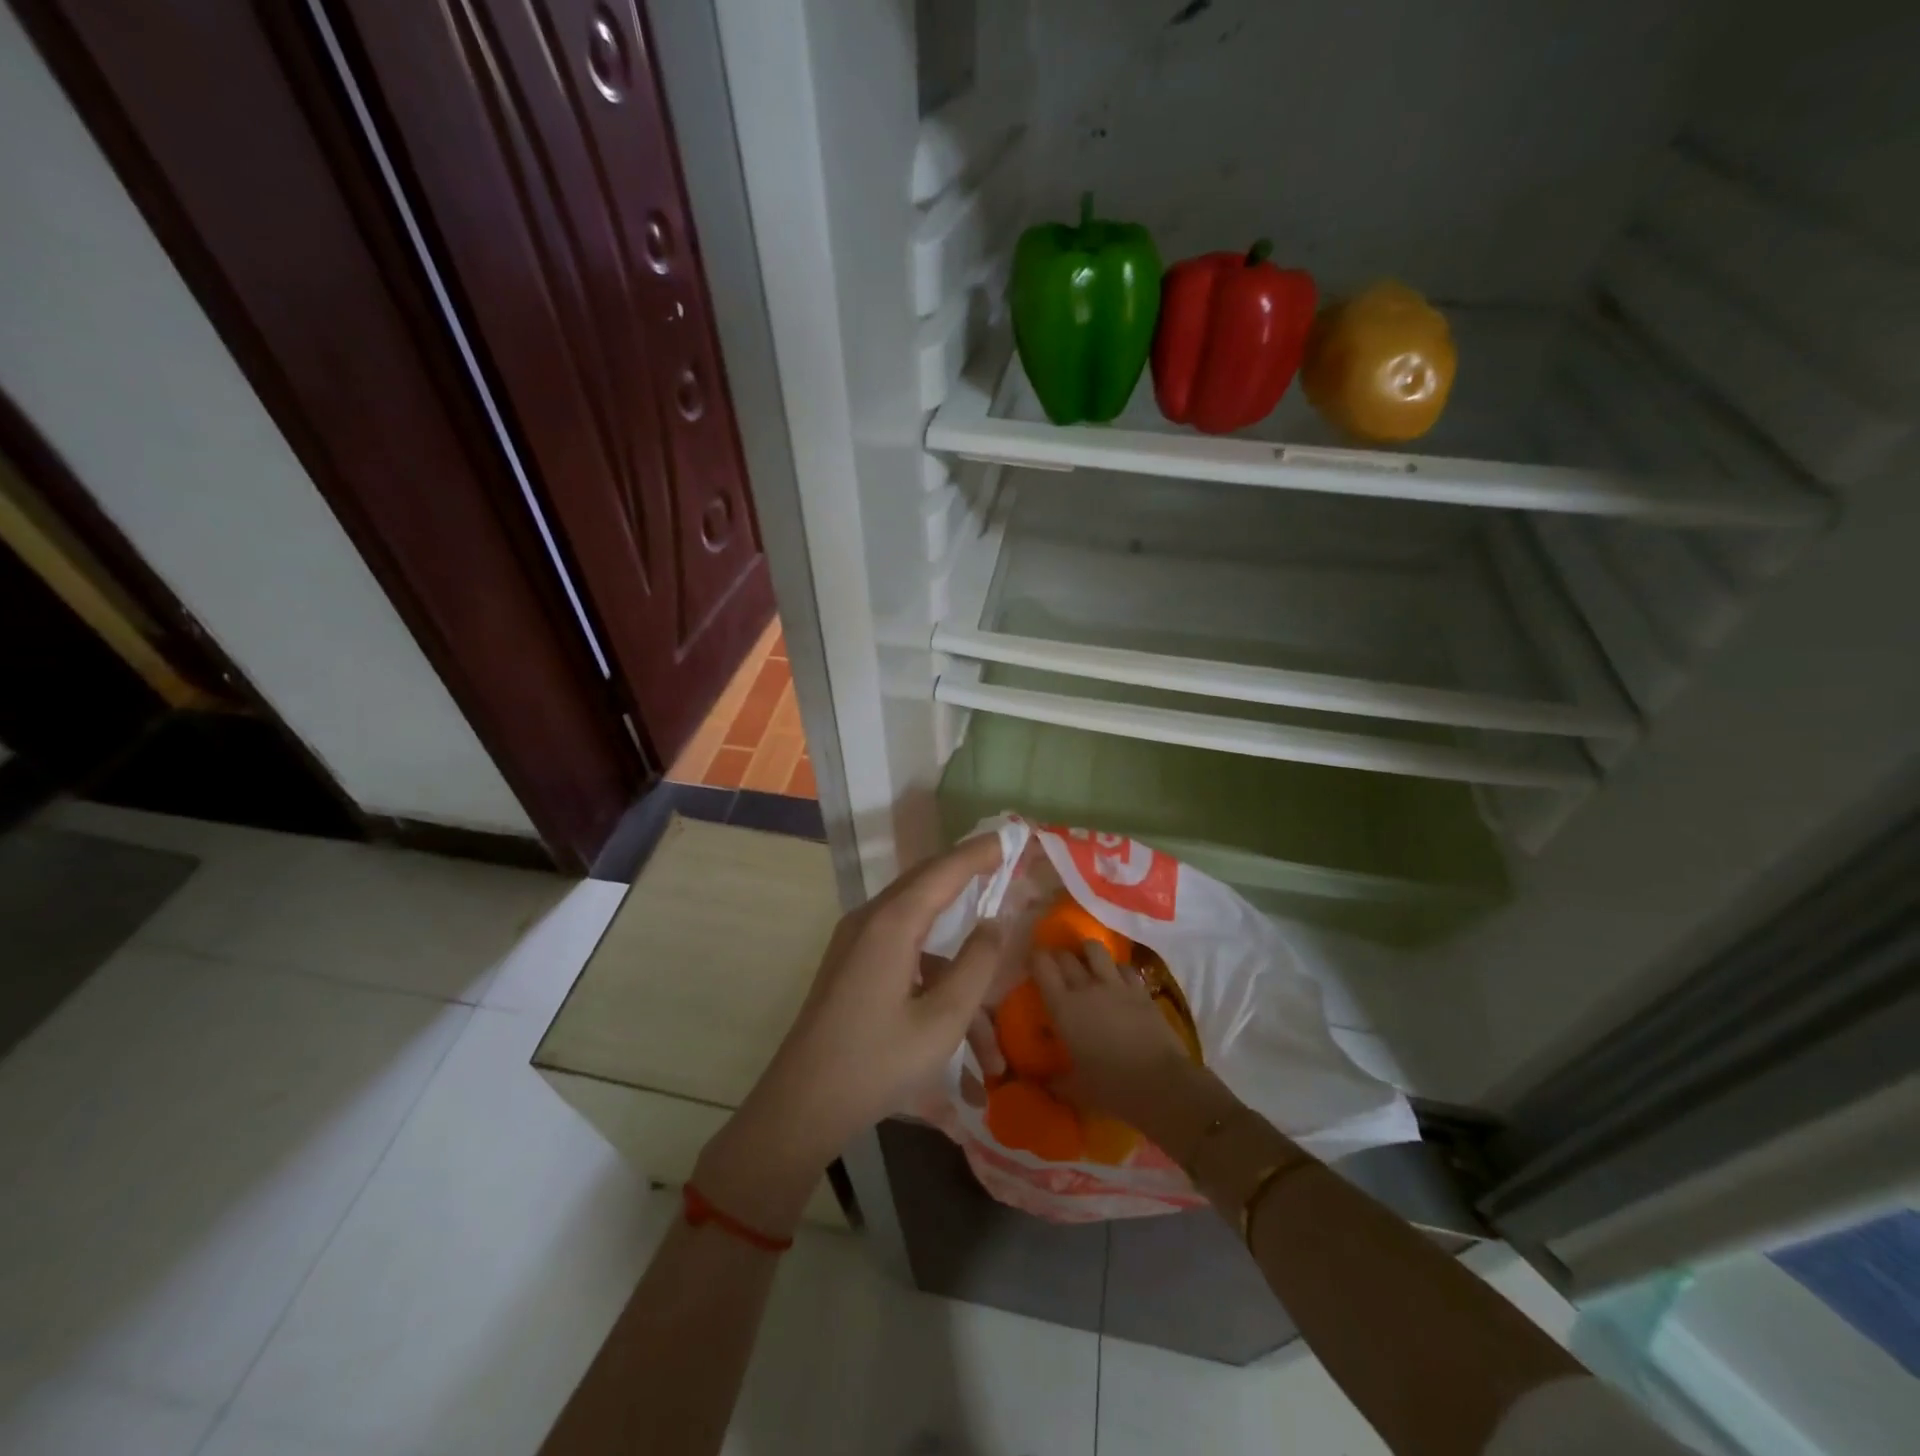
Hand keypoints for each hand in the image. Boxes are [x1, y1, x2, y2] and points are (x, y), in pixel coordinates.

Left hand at [696, 834, 1009, 1231]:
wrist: (801, 1104)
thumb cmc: (876, 1062)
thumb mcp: (942, 1020)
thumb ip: (975, 964)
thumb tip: (994, 923)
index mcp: (892, 923)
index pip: (944, 870)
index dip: (979, 853)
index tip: (1010, 838)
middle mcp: (870, 920)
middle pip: (926, 884)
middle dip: (967, 876)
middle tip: (1003, 866)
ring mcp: (856, 942)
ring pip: (918, 927)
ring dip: (955, 955)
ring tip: (991, 1008)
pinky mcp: (851, 965)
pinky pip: (902, 952)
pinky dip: (934, 975)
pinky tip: (959, 1026)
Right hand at [1033, 943, 1235, 1161]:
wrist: (1160, 1084)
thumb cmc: (1111, 1087)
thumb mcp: (1075, 1089)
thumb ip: (1055, 1080)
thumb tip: (1043, 1081)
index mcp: (1063, 1008)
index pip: (1042, 967)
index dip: (1036, 958)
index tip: (1032, 961)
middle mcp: (1086, 987)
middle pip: (1066, 956)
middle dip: (1058, 956)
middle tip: (1056, 965)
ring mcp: (1116, 985)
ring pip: (1096, 950)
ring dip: (1087, 952)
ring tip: (1087, 960)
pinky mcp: (1140, 990)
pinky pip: (1124, 967)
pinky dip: (1117, 968)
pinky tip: (1118, 978)